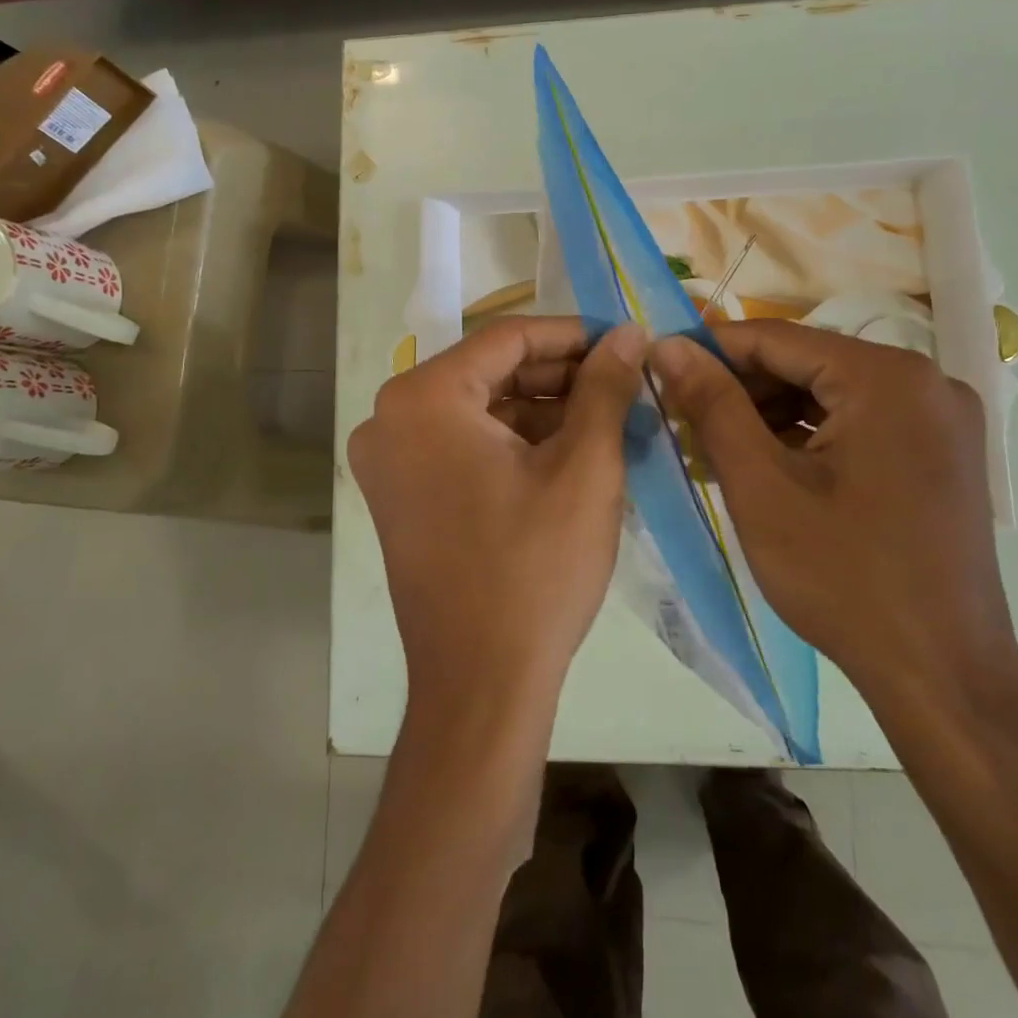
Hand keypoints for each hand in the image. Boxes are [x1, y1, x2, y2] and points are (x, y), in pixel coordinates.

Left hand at [350, 317, 647, 719]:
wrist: (481, 684)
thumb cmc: (535, 568)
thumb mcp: (584, 467)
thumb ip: (605, 387)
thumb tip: (628, 332)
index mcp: (423, 398)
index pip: (508, 339)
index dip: (573, 335)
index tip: (624, 342)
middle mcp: (390, 418)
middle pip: (490, 372)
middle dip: (560, 376)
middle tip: (624, 383)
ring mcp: (389, 460)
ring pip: (479, 410)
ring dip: (542, 411)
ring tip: (609, 419)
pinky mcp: (401, 495)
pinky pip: (463, 445)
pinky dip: (514, 443)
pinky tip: (569, 453)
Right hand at [649, 321, 1017, 712]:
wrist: (943, 677)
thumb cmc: (844, 578)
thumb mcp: (761, 486)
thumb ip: (712, 404)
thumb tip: (668, 344)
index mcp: (889, 377)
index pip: (778, 337)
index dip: (710, 350)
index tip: (659, 368)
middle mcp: (926, 381)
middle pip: (808, 363)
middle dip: (741, 389)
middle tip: (683, 420)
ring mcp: (941, 419)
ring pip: (831, 393)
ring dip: (770, 414)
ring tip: (714, 447)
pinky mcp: (941, 453)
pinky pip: (859, 423)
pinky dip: (809, 436)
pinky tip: (766, 466)